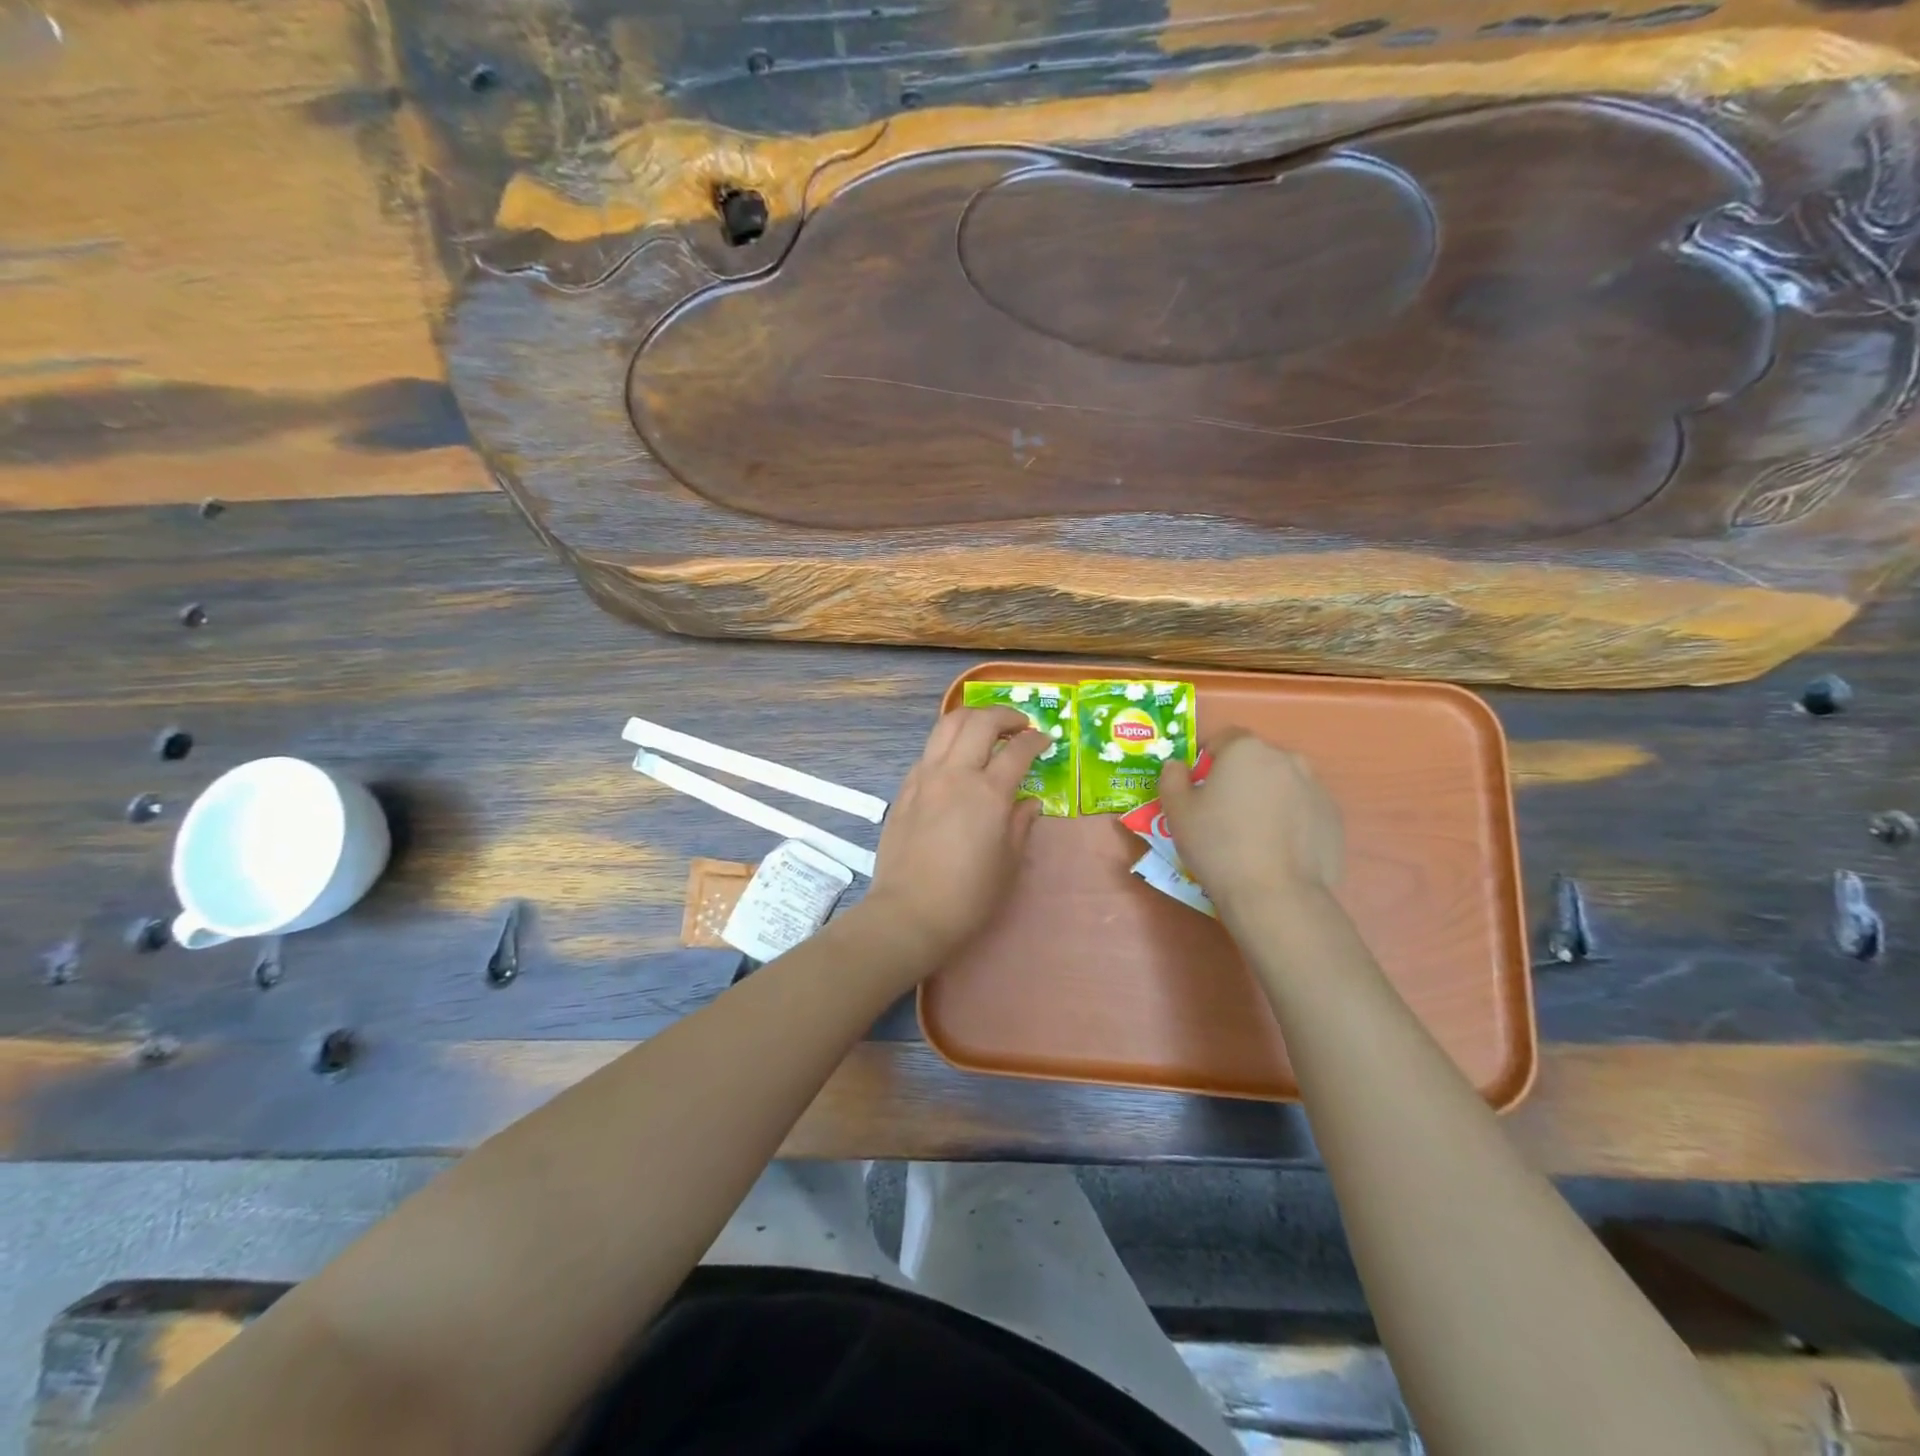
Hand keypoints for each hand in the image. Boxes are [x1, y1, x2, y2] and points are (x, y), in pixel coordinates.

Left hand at [862, 706, 1048, 970]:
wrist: (909, 911)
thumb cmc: (968, 895)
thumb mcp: (1008, 863)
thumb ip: (1021, 824)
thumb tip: (1029, 802)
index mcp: (988, 793)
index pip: (1018, 749)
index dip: (1036, 740)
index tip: (1045, 741)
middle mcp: (955, 774)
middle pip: (980, 722)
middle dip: (1005, 715)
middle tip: (1019, 726)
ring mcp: (925, 777)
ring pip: (947, 725)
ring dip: (972, 718)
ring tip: (987, 729)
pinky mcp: (906, 788)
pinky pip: (929, 750)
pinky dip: (948, 742)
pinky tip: (956, 759)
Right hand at [1157, 730, 1342, 914]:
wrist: (1276, 894)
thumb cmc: (1218, 845)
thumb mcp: (1177, 811)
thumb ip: (1172, 778)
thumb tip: (1178, 766)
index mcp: (1246, 750)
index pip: (1224, 738)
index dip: (1207, 759)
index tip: (1198, 786)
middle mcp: (1286, 758)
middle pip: (1256, 760)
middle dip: (1239, 778)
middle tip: (1223, 813)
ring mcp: (1316, 787)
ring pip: (1282, 783)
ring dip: (1267, 797)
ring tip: (1253, 835)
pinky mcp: (1333, 817)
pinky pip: (1303, 809)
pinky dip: (1290, 820)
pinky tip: (1277, 850)